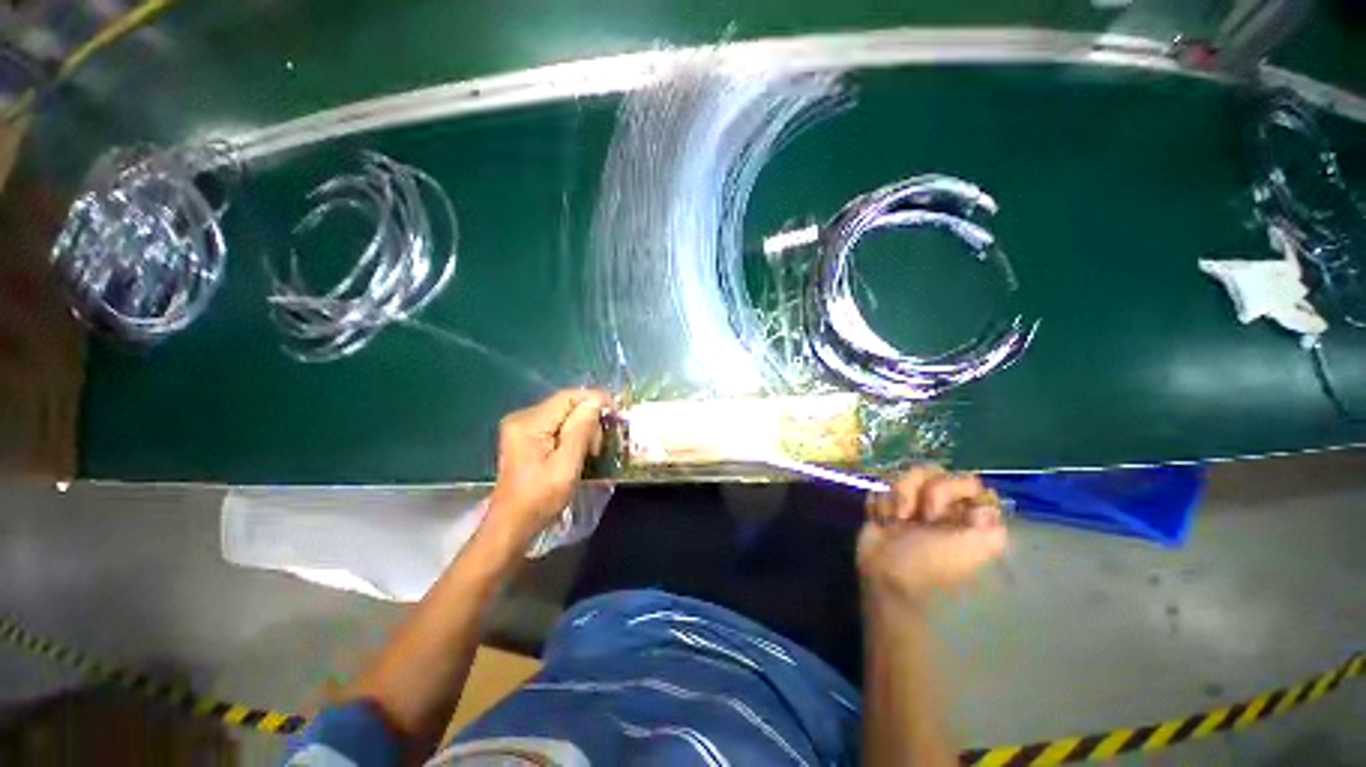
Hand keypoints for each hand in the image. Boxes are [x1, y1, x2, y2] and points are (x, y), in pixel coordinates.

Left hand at [486, 389, 608, 544]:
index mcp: (529, 423)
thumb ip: (581, 431)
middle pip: (566, 405)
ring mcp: (522, 427)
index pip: (568, 397)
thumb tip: (595, 402)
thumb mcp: (566, 466)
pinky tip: (579, 450)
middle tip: (598, 446)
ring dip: (582, 428)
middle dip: (588, 419)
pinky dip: (572, 434)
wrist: (512, 526)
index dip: (595, 400)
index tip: (616, 413)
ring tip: (590, 452)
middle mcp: (523, 418)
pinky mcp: (526, 437)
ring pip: (564, 415)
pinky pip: (557, 425)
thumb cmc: (540, 499)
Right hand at [857, 465, 1007, 607]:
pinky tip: (881, 522)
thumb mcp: (974, 547)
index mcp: (966, 515)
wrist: (885, 574)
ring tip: (894, 522)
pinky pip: (881, 487)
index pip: (964, 479)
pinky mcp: (885, 505)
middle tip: (918, 518)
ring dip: (896, 499)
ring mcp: (910, 505)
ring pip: (901, 477)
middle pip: (929, 471)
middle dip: (917, 492)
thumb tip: (983, 502)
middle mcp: (940, 506)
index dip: (951, 487)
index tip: (943, 511)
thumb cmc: (930, 562)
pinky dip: (879, 505)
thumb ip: (991, 523)